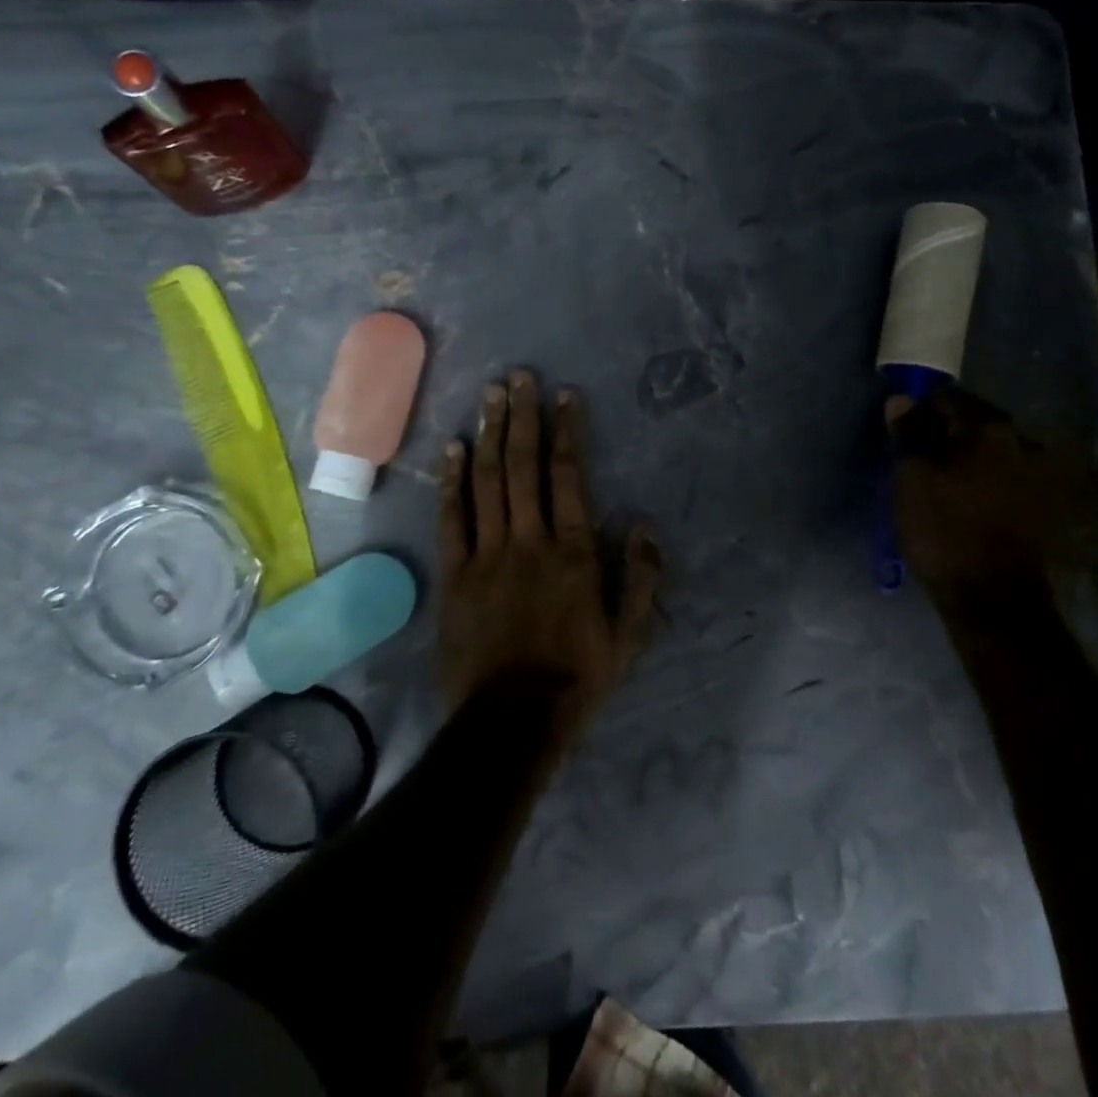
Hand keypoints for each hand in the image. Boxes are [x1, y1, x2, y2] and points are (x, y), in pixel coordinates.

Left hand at [437, 371, 661, 737]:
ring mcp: (487, 554)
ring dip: (490, 435)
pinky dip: (452, 482)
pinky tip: (453, 449)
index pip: (569, 476)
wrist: (510, 720)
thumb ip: (642, 579)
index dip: (567, 431)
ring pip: (488, 481)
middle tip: (520, 377)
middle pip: (524, 466)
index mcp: (573, 552)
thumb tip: (645, 526)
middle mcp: (529, 540)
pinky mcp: (455, 574)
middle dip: (523, 417)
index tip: (565, 396)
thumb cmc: (576, 677)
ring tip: (490, 396)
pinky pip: (453, 518)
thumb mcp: (629, 637)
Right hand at [890, 385, 1043, 591]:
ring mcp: (1036, 475)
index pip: (949, 398)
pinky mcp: (1039, 505)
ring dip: (965, 458)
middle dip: (944, 433)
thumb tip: (902, 400)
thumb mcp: (912, 476)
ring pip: (988, 452)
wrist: (992, 597)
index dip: (920, 409)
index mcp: (990, 429)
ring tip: (938, 481)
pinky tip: (962, 500)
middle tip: (916, 456)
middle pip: (973, 423)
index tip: (901, 430)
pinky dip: (980, 480)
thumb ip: (908, 433)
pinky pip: (1000, 477)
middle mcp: (1021, 443)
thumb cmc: (944, 529)